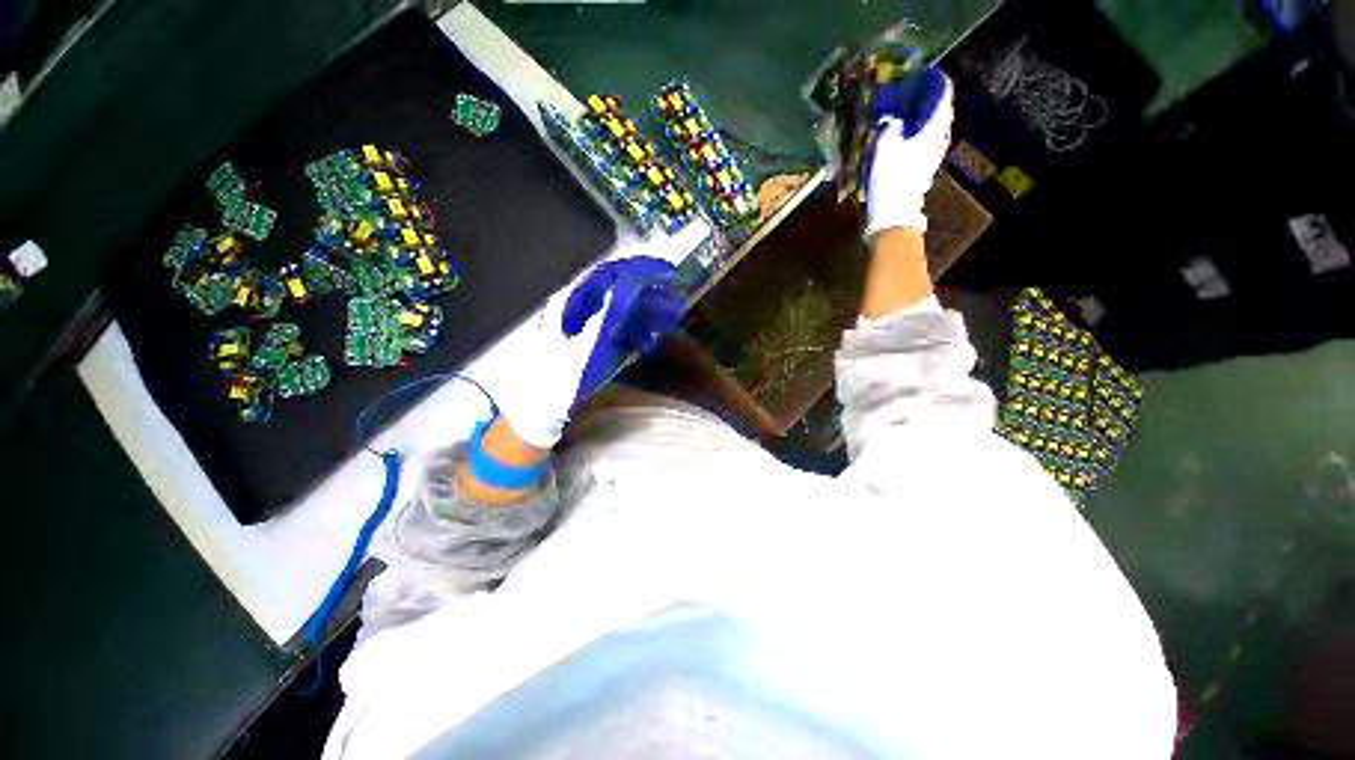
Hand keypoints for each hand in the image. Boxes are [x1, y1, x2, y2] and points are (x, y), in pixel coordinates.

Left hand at [488, 256, 682, 449]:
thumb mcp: (591, 342)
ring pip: (623, 311)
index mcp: (572, 300)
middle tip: (677, 305)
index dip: (642, 269)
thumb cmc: (562, 379)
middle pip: (621, 291)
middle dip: (652, 295)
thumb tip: (635, 279)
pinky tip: (648, 343)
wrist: (541, 412)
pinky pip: (620, 330)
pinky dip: (638, 333)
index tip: (670, 273)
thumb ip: (612, 310)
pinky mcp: (593, 344)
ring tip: (671, 323)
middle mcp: (579, 307)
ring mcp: (586, 326)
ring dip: (649, 314)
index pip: (611, 272)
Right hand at [865, 67, 953, 238]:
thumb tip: (894, 119)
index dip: (936, 84)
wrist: (893, 211)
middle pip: (940, 113)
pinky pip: (926, 142)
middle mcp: (939, 139)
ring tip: (906, 113)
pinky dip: (918, 134)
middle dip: (928, 102)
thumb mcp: (885, 146)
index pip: (943, 97)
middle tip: (913, 93)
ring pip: (933, 128)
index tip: (926, 75)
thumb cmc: (891, 176)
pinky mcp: (925, 167)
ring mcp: (934, 155)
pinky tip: (904, 135)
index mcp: (934, 129)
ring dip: (922, 119)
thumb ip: (891, 127)